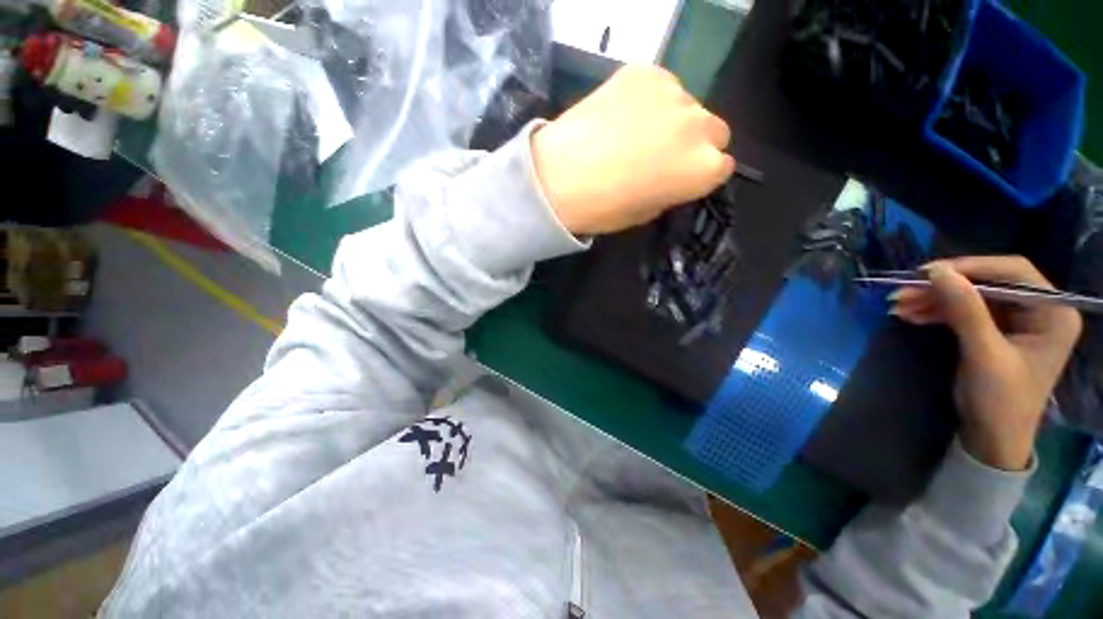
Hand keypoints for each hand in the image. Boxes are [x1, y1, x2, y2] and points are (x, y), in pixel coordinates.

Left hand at [531, 65, 734, 234]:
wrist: (557, 179)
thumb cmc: (602, 208)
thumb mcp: (646, 212)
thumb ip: (671, 190)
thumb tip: (673, 176)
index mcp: (703, 169)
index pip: (723, 166)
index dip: (701, 173)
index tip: (681, 177)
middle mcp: (700, 126)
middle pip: (714, 130)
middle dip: (695, 143)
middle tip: (660, 154)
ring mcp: (673, 93)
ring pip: (686, 106)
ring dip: (670, 119)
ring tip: (632, 134)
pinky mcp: (644, 71)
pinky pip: (659, 86)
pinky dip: (647, 100)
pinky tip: (620, 115)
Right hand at [889, 257, 1081, 469]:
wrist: (992, 438)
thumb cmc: (1000, 402)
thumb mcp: (983, 354)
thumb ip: (965, 311)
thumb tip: (936, 271)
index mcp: (1053, 312)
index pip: (1013, 272)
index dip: (971, 267)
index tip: (928, 272)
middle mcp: (1040, 310)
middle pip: (988, 283)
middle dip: (944, 287)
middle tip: (903, 291)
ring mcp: (1018, 320)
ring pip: (971, 296)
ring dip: (934, 299)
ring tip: (898, 305)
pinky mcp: (998, 330)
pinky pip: (965, 311)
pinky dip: (937, 311)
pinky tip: (912, 314)